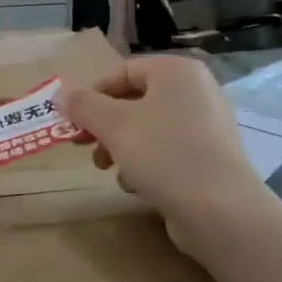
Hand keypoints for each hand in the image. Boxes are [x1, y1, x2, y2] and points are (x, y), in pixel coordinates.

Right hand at [61, 56, 270, 261]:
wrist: (220, 210)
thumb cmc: (164, 154)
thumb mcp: (113, 125)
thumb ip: (83, 105)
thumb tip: (60, 93)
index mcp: (177, 72)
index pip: (123, 71)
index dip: (92, 95)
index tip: (73, 122)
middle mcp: (197, 91)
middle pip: (135, 101)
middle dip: (104, 125)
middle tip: (83, 146)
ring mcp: (208, 125)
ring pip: (148, 128)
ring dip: (121, 147)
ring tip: (109, 169)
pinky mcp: (210, 158)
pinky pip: (168, 151)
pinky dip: (147, 163)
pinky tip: (137, 185)